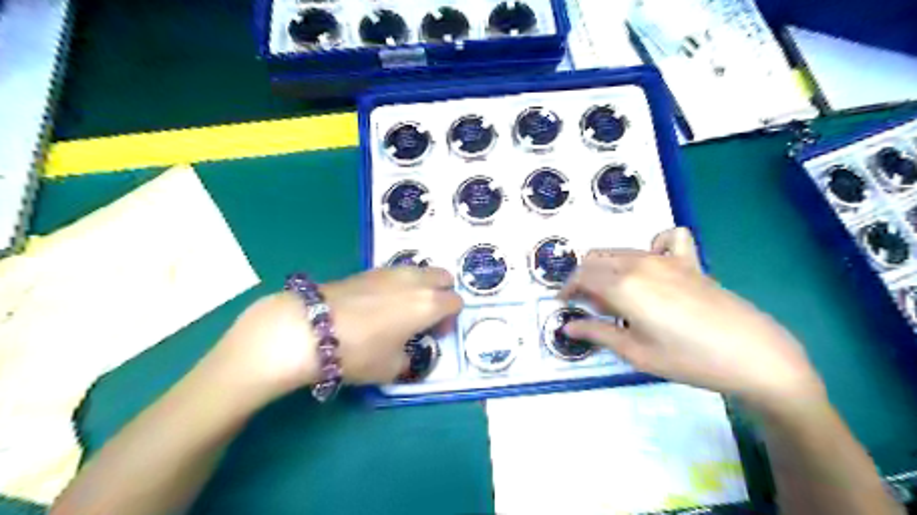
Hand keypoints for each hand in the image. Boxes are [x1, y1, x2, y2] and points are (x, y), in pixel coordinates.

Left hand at [212, 267, 462, 400]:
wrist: (309, 328)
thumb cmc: (358, 351)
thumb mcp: (390, 368)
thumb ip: (408, 360)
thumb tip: (406, 354)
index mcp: (429, 304)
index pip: (456, 301)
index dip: (450, 319)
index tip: (434, 334)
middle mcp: (415, 281)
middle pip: (443, 277)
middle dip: (442, 294)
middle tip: (426, 316)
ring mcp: (391, 271)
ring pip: (420, 271)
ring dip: (421, 286)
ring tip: (402, 309)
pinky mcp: (369, 270)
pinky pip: (397, 273)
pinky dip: (399, 284)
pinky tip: (380, 303)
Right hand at [559, 227, 823, 406]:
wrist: (752, 354)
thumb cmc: (688, 359)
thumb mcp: (635, 352)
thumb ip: (597, 333)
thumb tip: (567, 326)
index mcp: (623, 286)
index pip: (581, 276)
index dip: (567, 289)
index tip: (564, 304)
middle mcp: (639, 263)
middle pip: (596, 259)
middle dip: (584, 277)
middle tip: (589, 305)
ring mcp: (666, 258)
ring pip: (621, 250)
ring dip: (607, 267)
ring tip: (614, 295)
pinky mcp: (689, 260)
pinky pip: (666, 238)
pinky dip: (652, 246)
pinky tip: (655, 266)